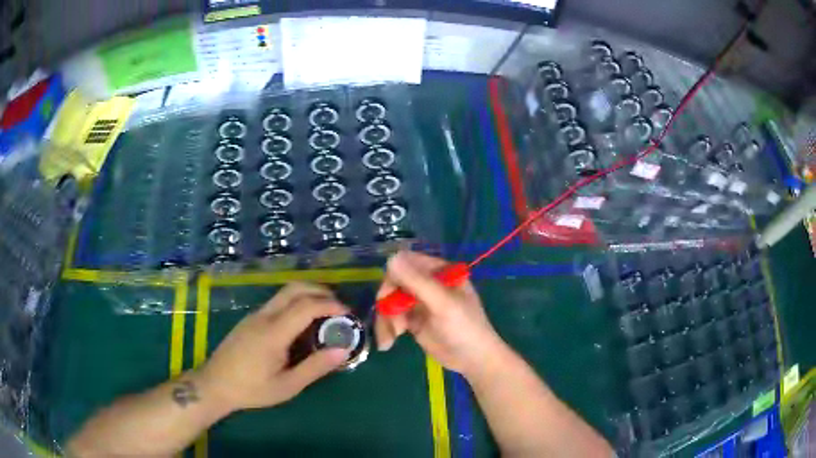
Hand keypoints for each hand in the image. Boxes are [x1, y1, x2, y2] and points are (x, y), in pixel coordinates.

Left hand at [195, 282, 350, 413]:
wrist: (215, 384)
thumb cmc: (252, 389)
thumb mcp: (287, 386)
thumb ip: (315, 367)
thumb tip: (343, 349)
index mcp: (273, 332)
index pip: (306, 306)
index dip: (330, 304)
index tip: (348, 314)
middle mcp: (264, 316)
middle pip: (295, 288)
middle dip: (321, 291)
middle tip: (339, 307)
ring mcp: (255, 315)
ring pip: (285, 293)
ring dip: (308, 295)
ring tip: (325, 314)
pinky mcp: (250, 319)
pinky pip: (277, 302)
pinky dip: (296, 303)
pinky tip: (302, 324)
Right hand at [375, 251, 505, 376]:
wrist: (473, 360)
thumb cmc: (465, 328)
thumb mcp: (443, 304)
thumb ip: (418, 282)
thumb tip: (391, 258)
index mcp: (439, 271)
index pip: (407, 262)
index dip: (393, 277)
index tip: (387, 296)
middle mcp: (427, 282)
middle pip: (394, 282)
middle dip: (388, 302)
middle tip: (389, 321)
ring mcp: (419, 301)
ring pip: (390, 301)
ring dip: (386, 319)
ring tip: (390, 338)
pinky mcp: (413, 319)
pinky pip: (392, 317)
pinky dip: (387, 328)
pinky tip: (388, 343)